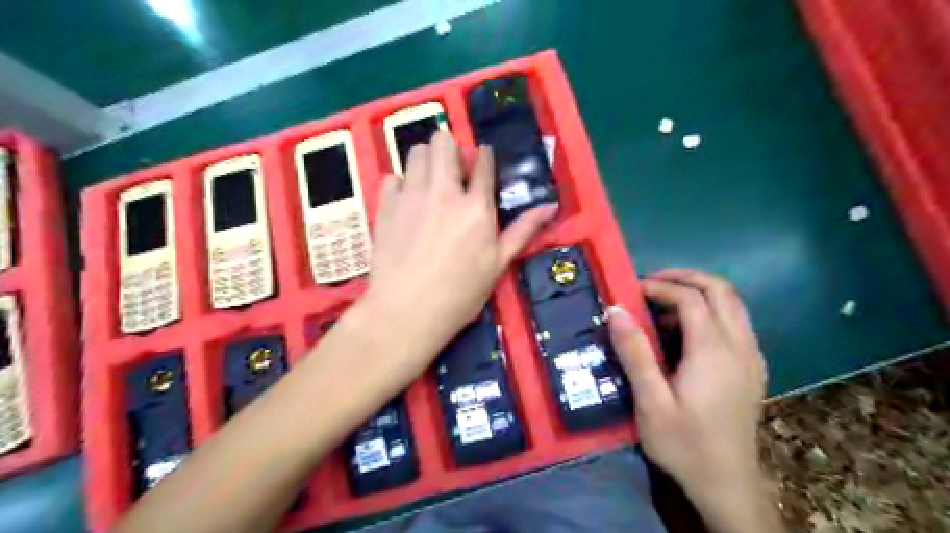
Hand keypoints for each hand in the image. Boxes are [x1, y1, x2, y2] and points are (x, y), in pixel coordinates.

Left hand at [366, 129, 558, 370]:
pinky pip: (391, 177)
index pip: (483, 163)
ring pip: (417, 152)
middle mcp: (444, 191)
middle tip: (452, 171)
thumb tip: (551, 207)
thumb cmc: (460, 294)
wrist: (407, 311)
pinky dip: (400, 184)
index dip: (484, 156)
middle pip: (444, 142)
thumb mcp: (498, 265)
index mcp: (477, 206)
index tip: (481, 159)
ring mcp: (411, 195)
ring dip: (426, 161)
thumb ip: (523, 231)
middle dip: (450, 149)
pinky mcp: (386, 205)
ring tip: (429, 184)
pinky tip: (405, 204)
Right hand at [609, 271, 769, 507]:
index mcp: (714, 352)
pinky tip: (685, 331)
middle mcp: (740, 345)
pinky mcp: (752, 366)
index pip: (691, 298)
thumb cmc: (684, 444)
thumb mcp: (650, 401)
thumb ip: (635, 352)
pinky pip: (735, 321)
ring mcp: (751, 355)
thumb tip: (616, 311)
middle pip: (721, 290)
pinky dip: (710, 310)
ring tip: (663, 303)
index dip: (660, 286)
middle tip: (651, 283)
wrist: (727, 485)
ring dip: (699, 292)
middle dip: (685, 277)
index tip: (632, 290)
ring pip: (732, 303)